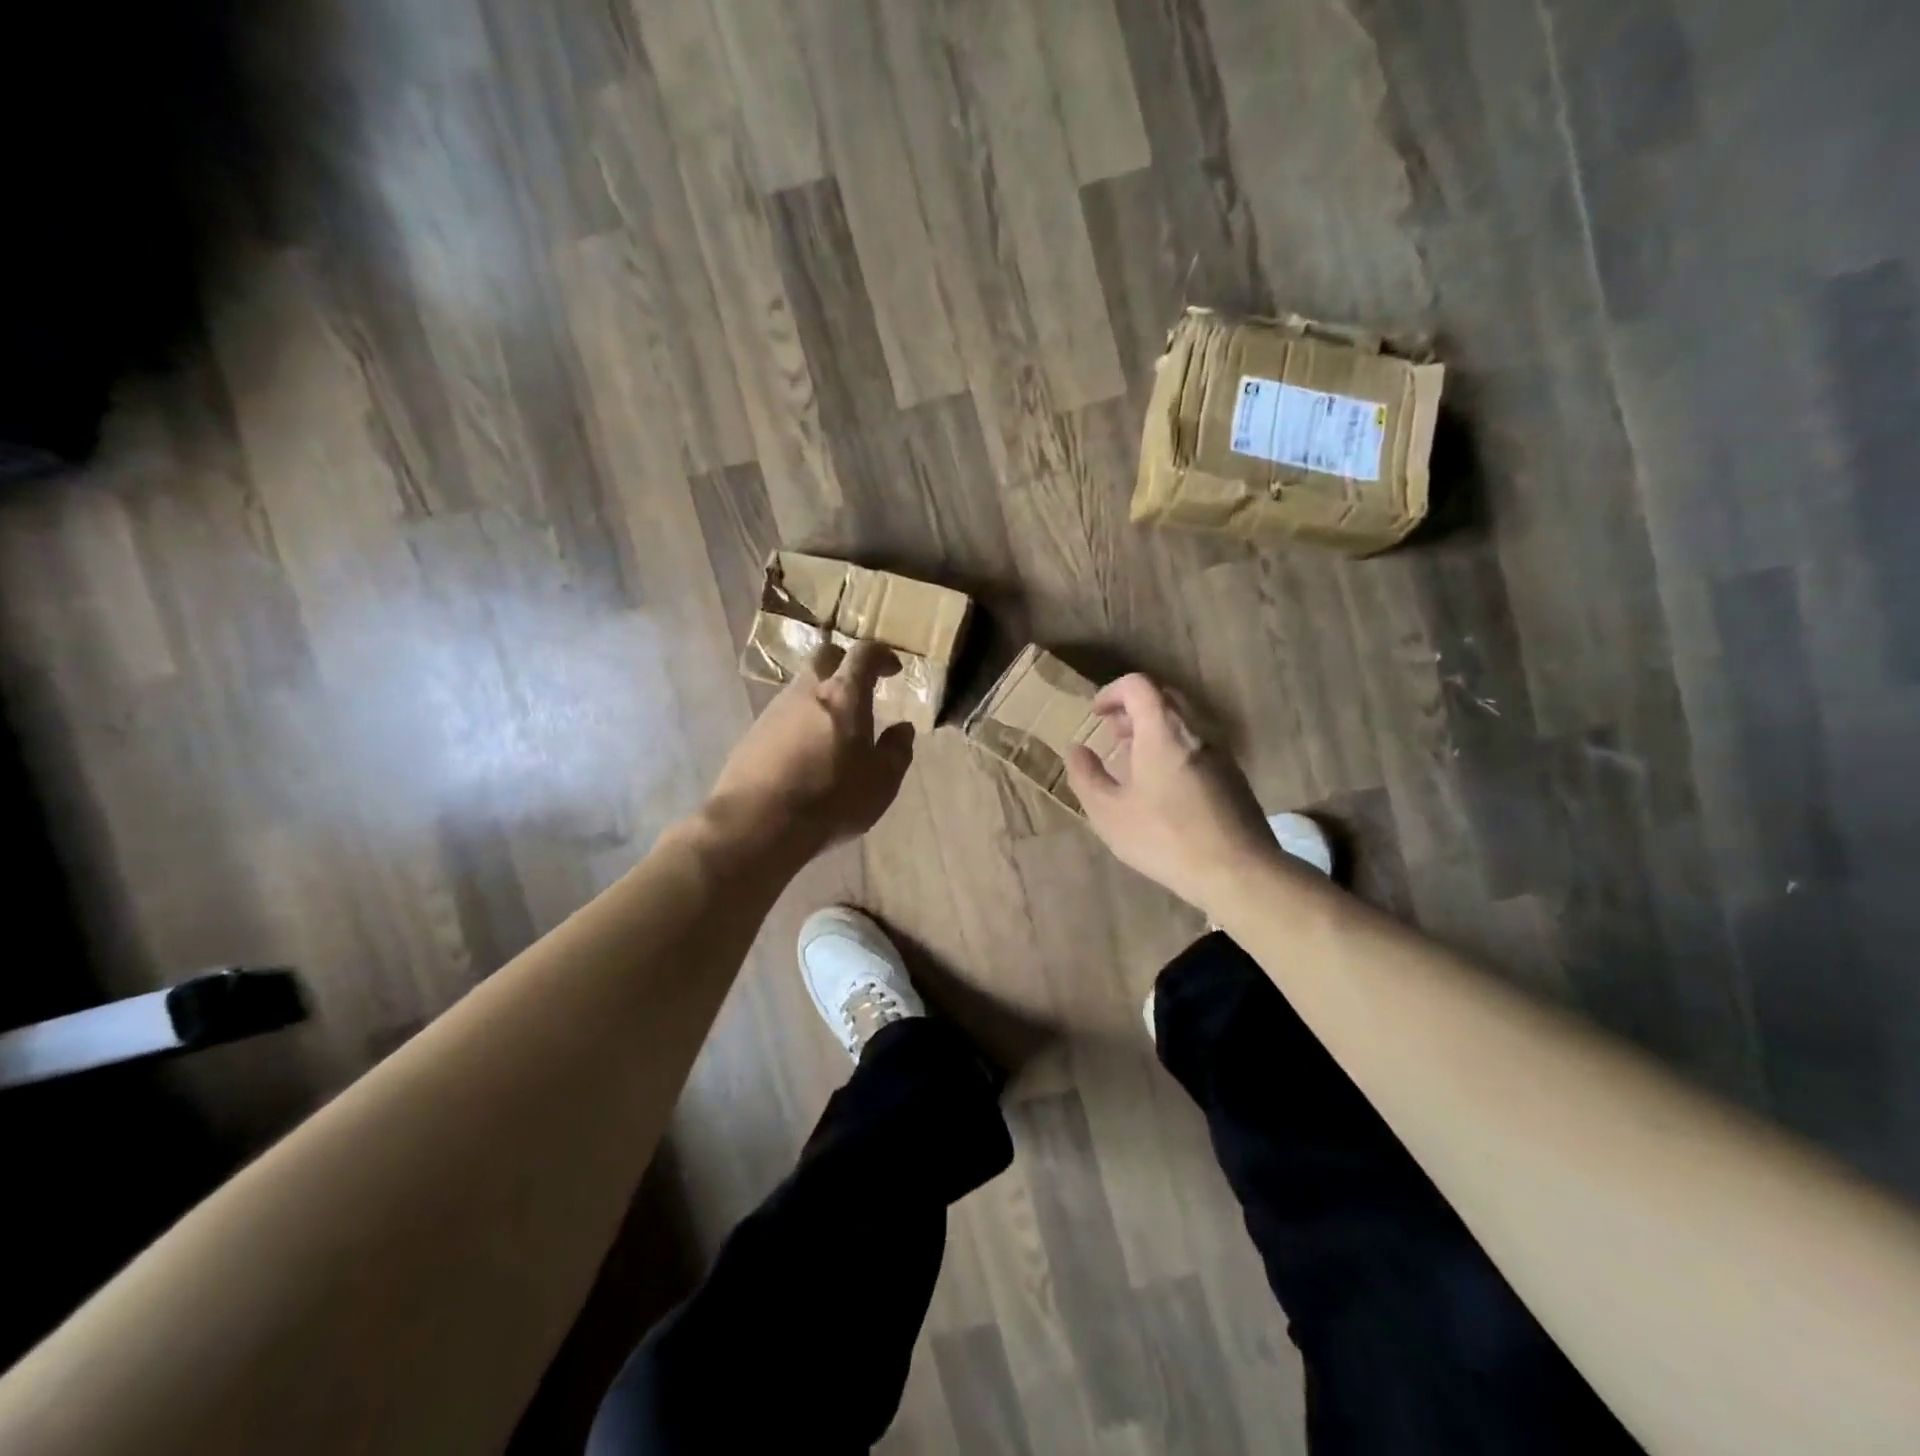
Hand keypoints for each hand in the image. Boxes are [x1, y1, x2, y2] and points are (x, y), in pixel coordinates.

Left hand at [706, 640, 916, 859]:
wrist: (758, 823)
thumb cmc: (832, 799)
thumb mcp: (882, 781)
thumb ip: (896, 750)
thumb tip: (902, 729)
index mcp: (843, 695)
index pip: (864, 654)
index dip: (881, 655)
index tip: (892, 668)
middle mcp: (806, 691)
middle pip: (824, 657)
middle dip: (844, 664)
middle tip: (859, 687)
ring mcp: (774, 711)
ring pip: (801, 687)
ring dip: (820, 697)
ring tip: (834, 729)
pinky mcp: (753, 734)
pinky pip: (783, 717)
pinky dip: (800, 723)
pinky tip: (806, 753)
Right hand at [1064, 674, 1276, 909]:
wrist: (1238, 872)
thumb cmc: (1165, 838)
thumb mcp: (1109, 813)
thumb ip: (1087, 777)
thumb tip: (1076, 750)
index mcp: (1163, 732)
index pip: (1138, 686)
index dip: (1112, 692)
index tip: (1096, 714)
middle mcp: (1196, 732)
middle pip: (1164, 699)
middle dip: (1133, 710)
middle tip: (1113, 735)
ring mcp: (1221, 754)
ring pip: (1184, 724)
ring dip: (1155, 731)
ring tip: (1135, 763)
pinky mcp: (1234, 777)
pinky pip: (1199, 746)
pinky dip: (1175, 750)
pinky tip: (1164, 789)